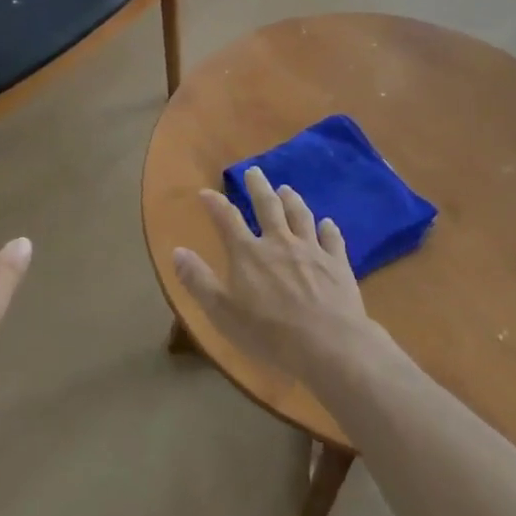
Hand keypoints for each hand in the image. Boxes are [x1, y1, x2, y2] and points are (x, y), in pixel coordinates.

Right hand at [171, 166, 368, 376]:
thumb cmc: (268, 333)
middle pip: (268, 206)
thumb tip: (177, 251)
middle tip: (254, 171)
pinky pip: (332, 239)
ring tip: (286, 189)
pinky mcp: (337, 264)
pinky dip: (328, 228)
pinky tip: (327, 223)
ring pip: (300, 216)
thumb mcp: (222, 311)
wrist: (328, 344)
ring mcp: (311, 250)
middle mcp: (279, 242)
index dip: (215, 204)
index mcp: (248, 253)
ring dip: (292, 200)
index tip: (206, 193)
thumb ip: (198, 280)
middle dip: (258, 187)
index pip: (227, 219)